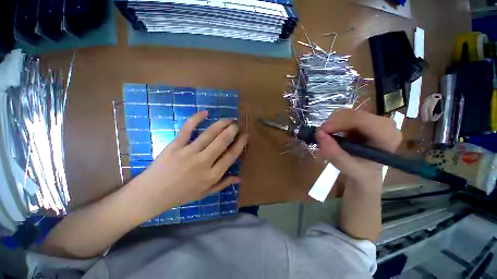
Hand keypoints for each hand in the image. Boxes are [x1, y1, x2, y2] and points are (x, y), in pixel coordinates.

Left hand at [136, 111, 247, 217]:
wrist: (152, 194)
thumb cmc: (181, 195)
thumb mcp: (205, 193)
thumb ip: (223, 184)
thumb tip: (239, 178)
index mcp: (211, 175)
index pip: (231, 156)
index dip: (240, 144)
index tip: (245, 135)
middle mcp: (203, 163)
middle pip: (222, 142)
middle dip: (232, 130)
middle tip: (236, 125)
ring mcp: (188, 153)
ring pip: (208, 134)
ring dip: (221, 124)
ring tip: (228, 119)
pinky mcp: (175, 146)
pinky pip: (187, 129)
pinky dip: (196, 119)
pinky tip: (205, 112)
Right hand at [315, 109, 401, 191]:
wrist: (365, 171)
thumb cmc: (361, 172)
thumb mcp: (347, 168)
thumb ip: (334, 153)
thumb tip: (319, 134)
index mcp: (387, 136)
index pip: (361, 120)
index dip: (338, 122)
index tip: (321, 132)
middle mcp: (384, 123)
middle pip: (352, 114)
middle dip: (332, 123)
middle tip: (321, 136)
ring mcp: (374, 119)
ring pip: (346, 112)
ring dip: (332, 124)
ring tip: (327, 137)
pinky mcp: (364, 118)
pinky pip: (344, 115)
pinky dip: (334, 123)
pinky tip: (334, 134)